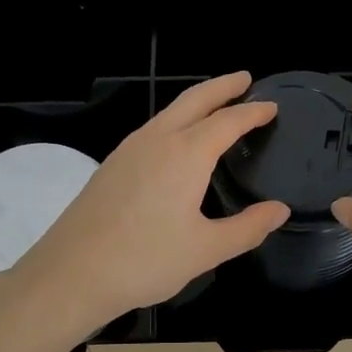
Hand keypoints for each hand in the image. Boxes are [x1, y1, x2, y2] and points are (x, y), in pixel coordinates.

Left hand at [2, 72, 289, 345]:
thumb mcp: (205, 250)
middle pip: (195, 100)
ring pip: (169, 112)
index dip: (252, 112)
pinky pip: (152, 128)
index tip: (271, 106)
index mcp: (186, 154)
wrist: (71, 272)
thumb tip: (279, 210)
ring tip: (216, 106)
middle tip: (244, 78)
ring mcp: (129, 149)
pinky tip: (176, 141)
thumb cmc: (145, 261)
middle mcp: (157, 140)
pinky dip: (175, 121)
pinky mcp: (112, 164)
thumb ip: (247, 228)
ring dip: (196, 102)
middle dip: (222, 87)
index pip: (228, 121)